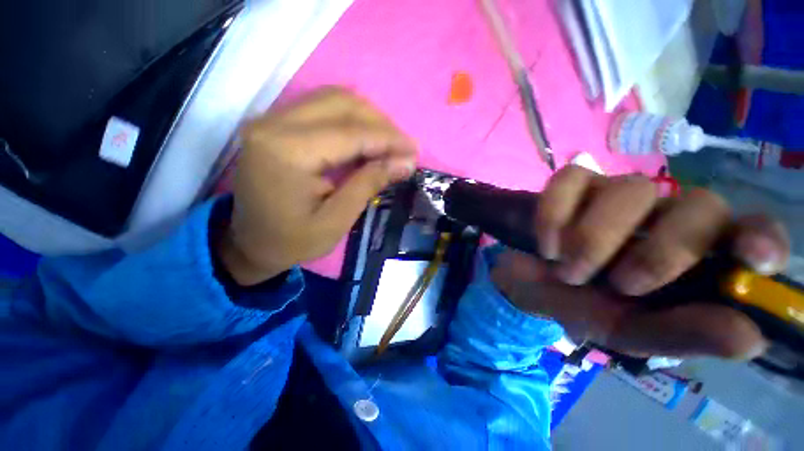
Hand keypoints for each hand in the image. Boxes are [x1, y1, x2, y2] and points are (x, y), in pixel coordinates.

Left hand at [219, 88, 416, 284]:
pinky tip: (366, 140)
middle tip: (402, 148)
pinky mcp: (276, 124)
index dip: (388, 139)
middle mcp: (274, 123)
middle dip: (380, 124)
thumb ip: (369, 184)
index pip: (350, 133)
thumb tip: (405, 162)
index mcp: (287, 151)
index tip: (415, 150)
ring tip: (388, 145)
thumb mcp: (337, 220)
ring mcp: (272, 119)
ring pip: (333, 99)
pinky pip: (322, 107)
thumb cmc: (293, 240)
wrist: (250, 243)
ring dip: (368, 119)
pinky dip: (351, 120)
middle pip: (342, 103)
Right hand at [491, 166, 790, 359]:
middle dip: (662, 251)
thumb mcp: (625, 332)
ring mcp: (614, 193)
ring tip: (567, 270)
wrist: (525, 283)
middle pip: (700, 205)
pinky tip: (547, 244)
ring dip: (593, 237)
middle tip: (620, 284)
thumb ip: (680, 334)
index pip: (749, 232)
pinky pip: (568, 180)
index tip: (754, 259)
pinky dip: (553, 214)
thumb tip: (750, 337)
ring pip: (630, 188)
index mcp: (691, 259)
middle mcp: (664, 217)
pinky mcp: (572, 184)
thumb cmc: (577, 307)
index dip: (760, 238)